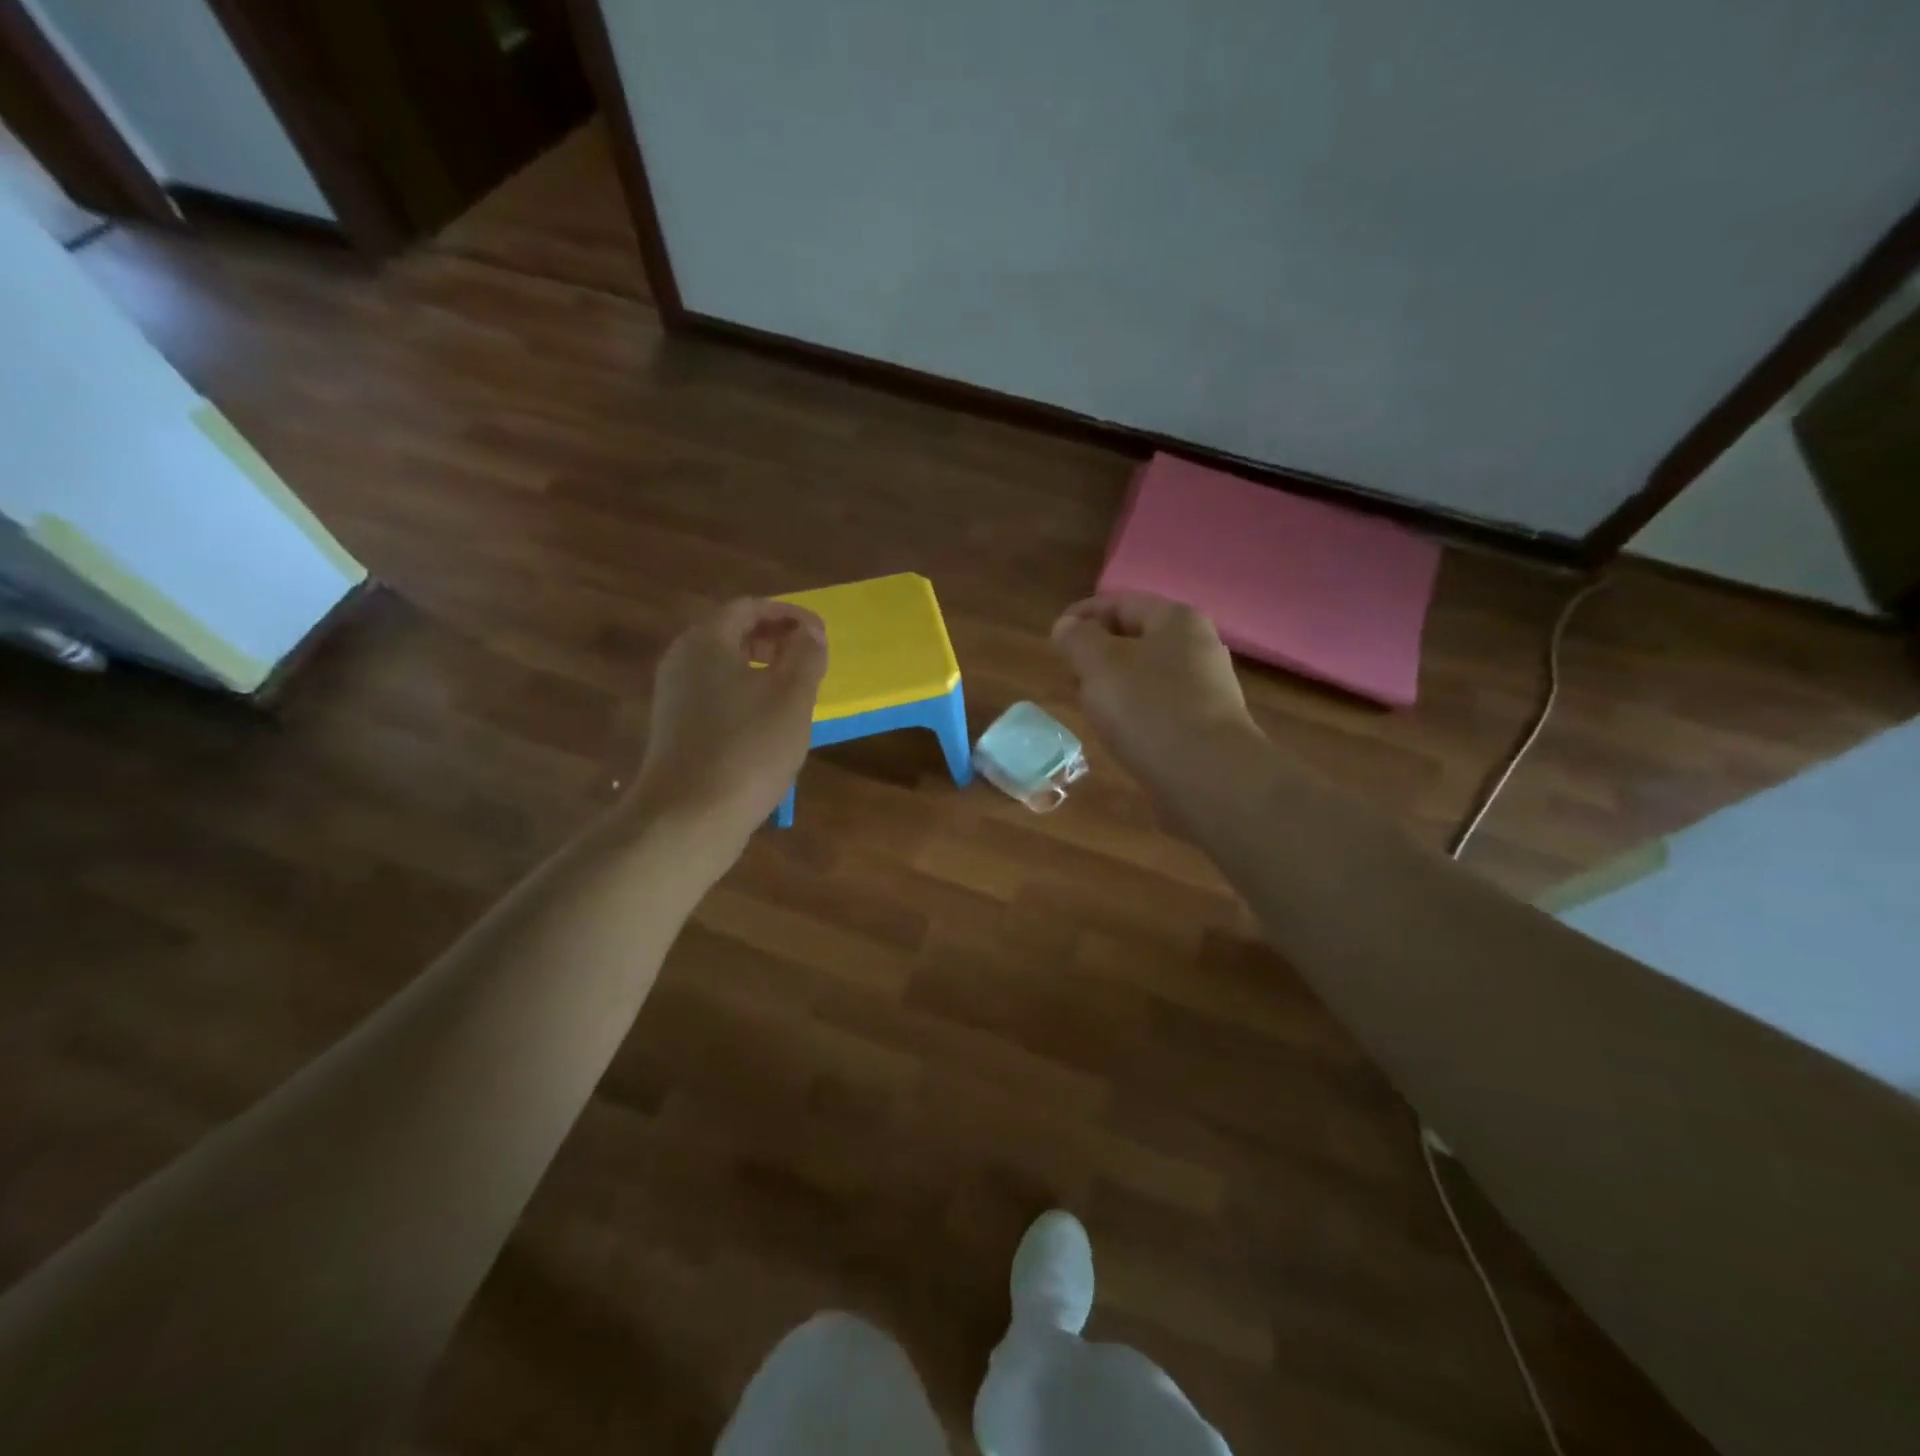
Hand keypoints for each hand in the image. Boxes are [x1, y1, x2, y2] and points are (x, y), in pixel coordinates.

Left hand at [629, 599, 827, 844]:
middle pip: (732, 632)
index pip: (750, 607)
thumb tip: (809, 634)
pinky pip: (715, 694)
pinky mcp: (676, 728)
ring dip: (762, 669)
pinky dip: (745, 694)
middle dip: (775, 639)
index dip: (790, 615)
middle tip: (809, 659)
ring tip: (795, 691)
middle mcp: (683, 659)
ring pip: (724, 666)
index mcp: (707, 640)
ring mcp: (674, 695)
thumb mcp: (792, 696)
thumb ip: (805, 656)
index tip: (822, 636)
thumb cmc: (747, 749)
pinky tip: (768, 724)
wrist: (688, 817)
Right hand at [1051, 592, 1261, 783]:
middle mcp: (1198, 646)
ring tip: (1086, 702)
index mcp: (1176, 620)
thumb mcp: (1099, 665)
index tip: (1053, 635)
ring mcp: (1206, 688)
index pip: (1120, 603)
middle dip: (1098, 651)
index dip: (1082, 614)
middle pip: (1136, 638)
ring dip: (1114, 683)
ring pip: (1146, 674)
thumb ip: (1077, 639)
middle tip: (1067, 671)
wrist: (1207, 776)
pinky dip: (1133, 709)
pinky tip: (1117, 730)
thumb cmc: (1148, 709)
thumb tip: (1067, 626)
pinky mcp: (1205, 725)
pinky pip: (1158, 705)